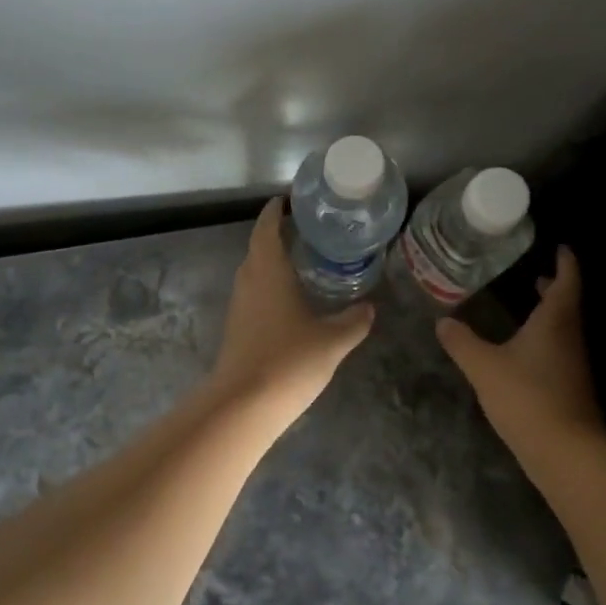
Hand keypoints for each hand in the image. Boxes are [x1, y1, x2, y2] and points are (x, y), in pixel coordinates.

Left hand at [209, 198, 373, 426]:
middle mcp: (248, 281)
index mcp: (268, 271)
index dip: (274, 212)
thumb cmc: (289, 361)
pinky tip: (289, 298)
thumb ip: (353, 321)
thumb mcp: (332, 340)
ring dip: (271, 260)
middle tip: (305, 229)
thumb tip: (369, 307)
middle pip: (257, 247)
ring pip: (253, 271)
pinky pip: (253, 292)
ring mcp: (239, 305)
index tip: (288, 200)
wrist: (244, 404)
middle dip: (276, 234)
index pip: (266, 229)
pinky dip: (268, 284)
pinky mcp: (236, 327)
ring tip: (301, 260)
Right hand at [436, 246, 602, 452]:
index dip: (565, 262)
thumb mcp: (483, 366)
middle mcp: (569, 337)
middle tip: (538, 275)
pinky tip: (524, 349)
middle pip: (567, 304)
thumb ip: (462, 342)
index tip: (560, 247)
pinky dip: (545, 338)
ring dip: (549, 314)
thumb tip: (442, 321)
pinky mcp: (569, 387)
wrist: (565, 451)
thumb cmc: (527, 396)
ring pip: (563, 329)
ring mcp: (572, 364)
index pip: (567, 281)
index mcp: (555, 321)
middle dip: (554, 288)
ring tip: (529, 305)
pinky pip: (558, 350)